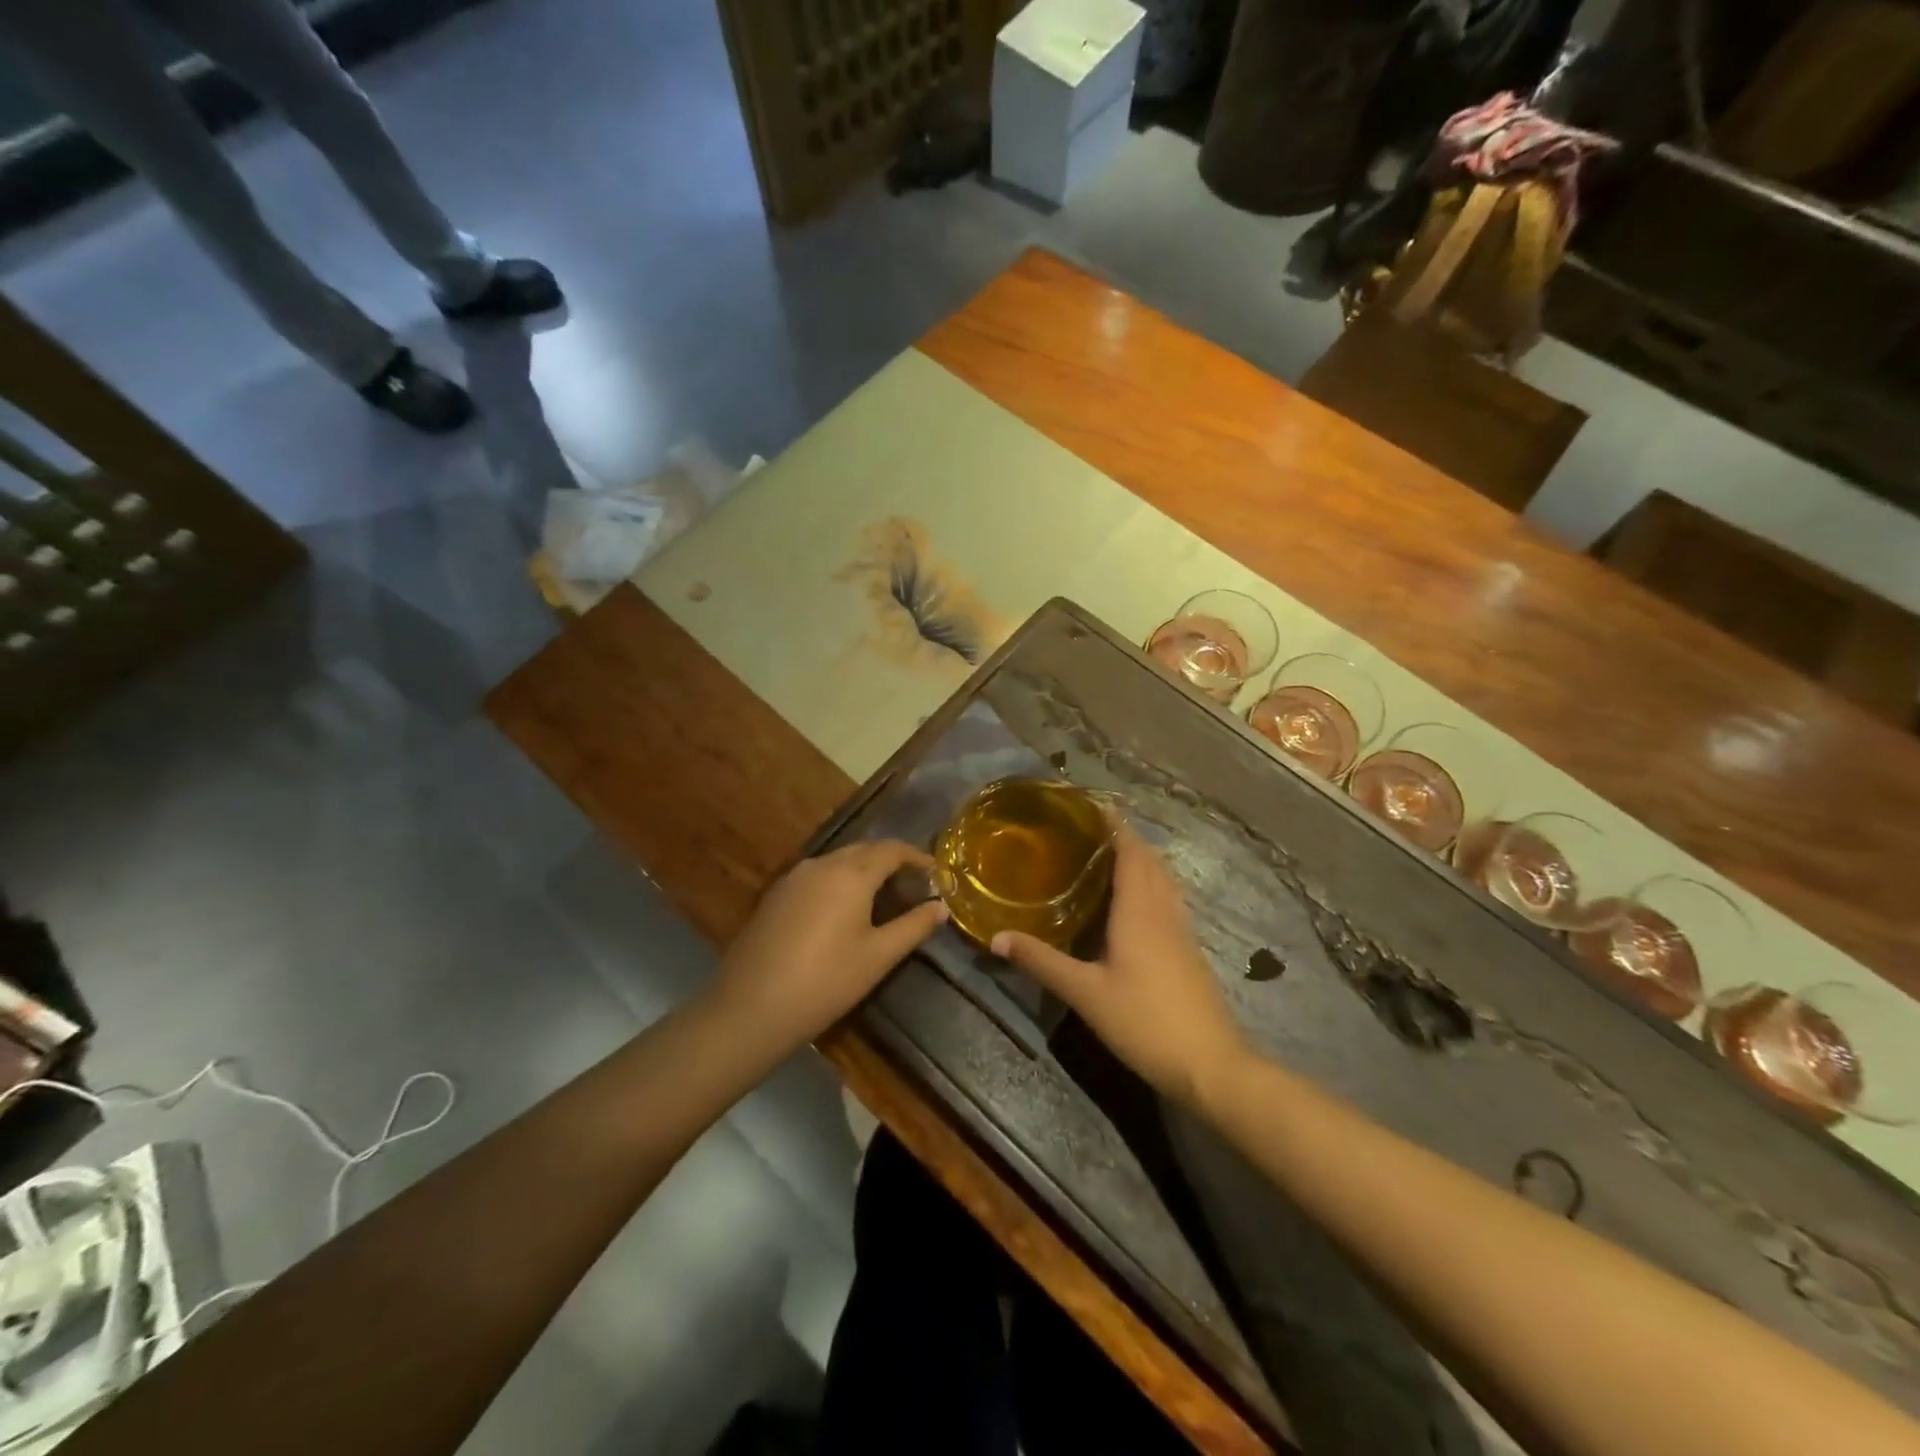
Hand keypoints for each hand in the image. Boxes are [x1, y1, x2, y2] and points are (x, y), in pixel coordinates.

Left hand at [708, 840, 948, 1054]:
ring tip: (881, 897)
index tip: (935, 872)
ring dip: (863, 870)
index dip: (916, 857)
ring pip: (838, 861)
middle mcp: (822, 864)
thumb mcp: (878, 956)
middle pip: (864, 850)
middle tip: (912, 885)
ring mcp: (793, 878)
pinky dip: (838, 882)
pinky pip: (816, 876)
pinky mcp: (775, 895)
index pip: (892, 849)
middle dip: (890, 861)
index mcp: (851, 873)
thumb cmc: (826, 981)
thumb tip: (941, 907)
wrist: (751, 1007)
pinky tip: (841, 910)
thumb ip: (914, 927)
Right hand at [991, 824, 1246, 1105]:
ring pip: (1164, 879)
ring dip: (1142, 859)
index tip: (1094, 805)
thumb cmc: (1144, 1021)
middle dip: (1125, 838)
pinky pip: (1169, 899)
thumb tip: (996, 937)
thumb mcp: (1084, 993)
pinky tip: (1134, 902)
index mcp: (1139, 910)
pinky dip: (1151, 883)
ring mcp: (1181, 930)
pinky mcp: (1189, 949)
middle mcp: (1163, 910)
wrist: (1209, 1064)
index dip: (1115, 825)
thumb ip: (1041, 962)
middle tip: (1091, 830)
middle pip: (1150, 860)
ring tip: (1110, 855)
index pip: (1130, 852)